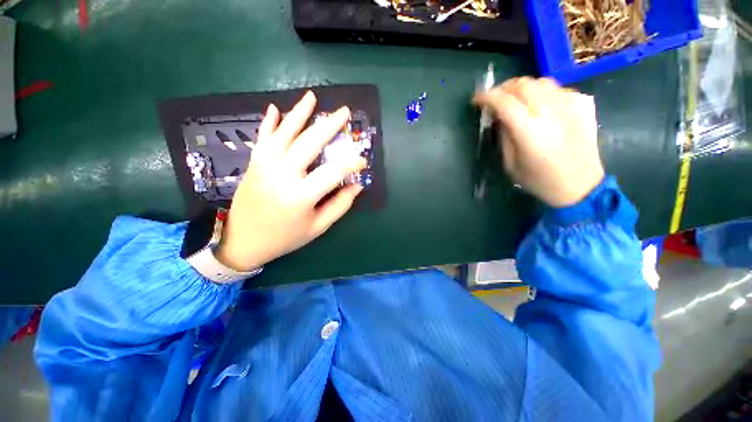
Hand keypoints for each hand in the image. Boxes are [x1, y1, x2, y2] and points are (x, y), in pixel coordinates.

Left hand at [214, 91, 366, 272]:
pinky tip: (274, 108)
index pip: (334, 171)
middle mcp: (283, 175)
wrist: (242, 241)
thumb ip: (340, 205)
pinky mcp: (254, 164)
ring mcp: (265, 166)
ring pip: (284, 133)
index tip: (363, 160)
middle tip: (345, 111)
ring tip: (312, 97)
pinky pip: (263, 138)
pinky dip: (269, 122)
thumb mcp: (317, 227)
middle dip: (329, 125)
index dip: (352, 163)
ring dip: (299, 113)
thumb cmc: (284, 237)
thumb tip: (357, 186)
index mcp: (301, 195)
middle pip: (309, 143)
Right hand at [473, 77, 604, 207]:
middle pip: (523, 85)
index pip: (504, 102)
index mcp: (530, 131)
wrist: (580, 185)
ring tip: (515, 99)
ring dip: (522, 87)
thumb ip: (504, 137)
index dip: (487, 97)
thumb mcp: (510, 164)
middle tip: (495, 99)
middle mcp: (551, 112)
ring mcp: (571, 105)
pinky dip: (542, 93)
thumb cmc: (539, 179)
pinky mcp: (584, 104)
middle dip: (503, 88)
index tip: (476, 99)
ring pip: (541, 82)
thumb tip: (498, 116)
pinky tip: (539, 106)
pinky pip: (557, 89)